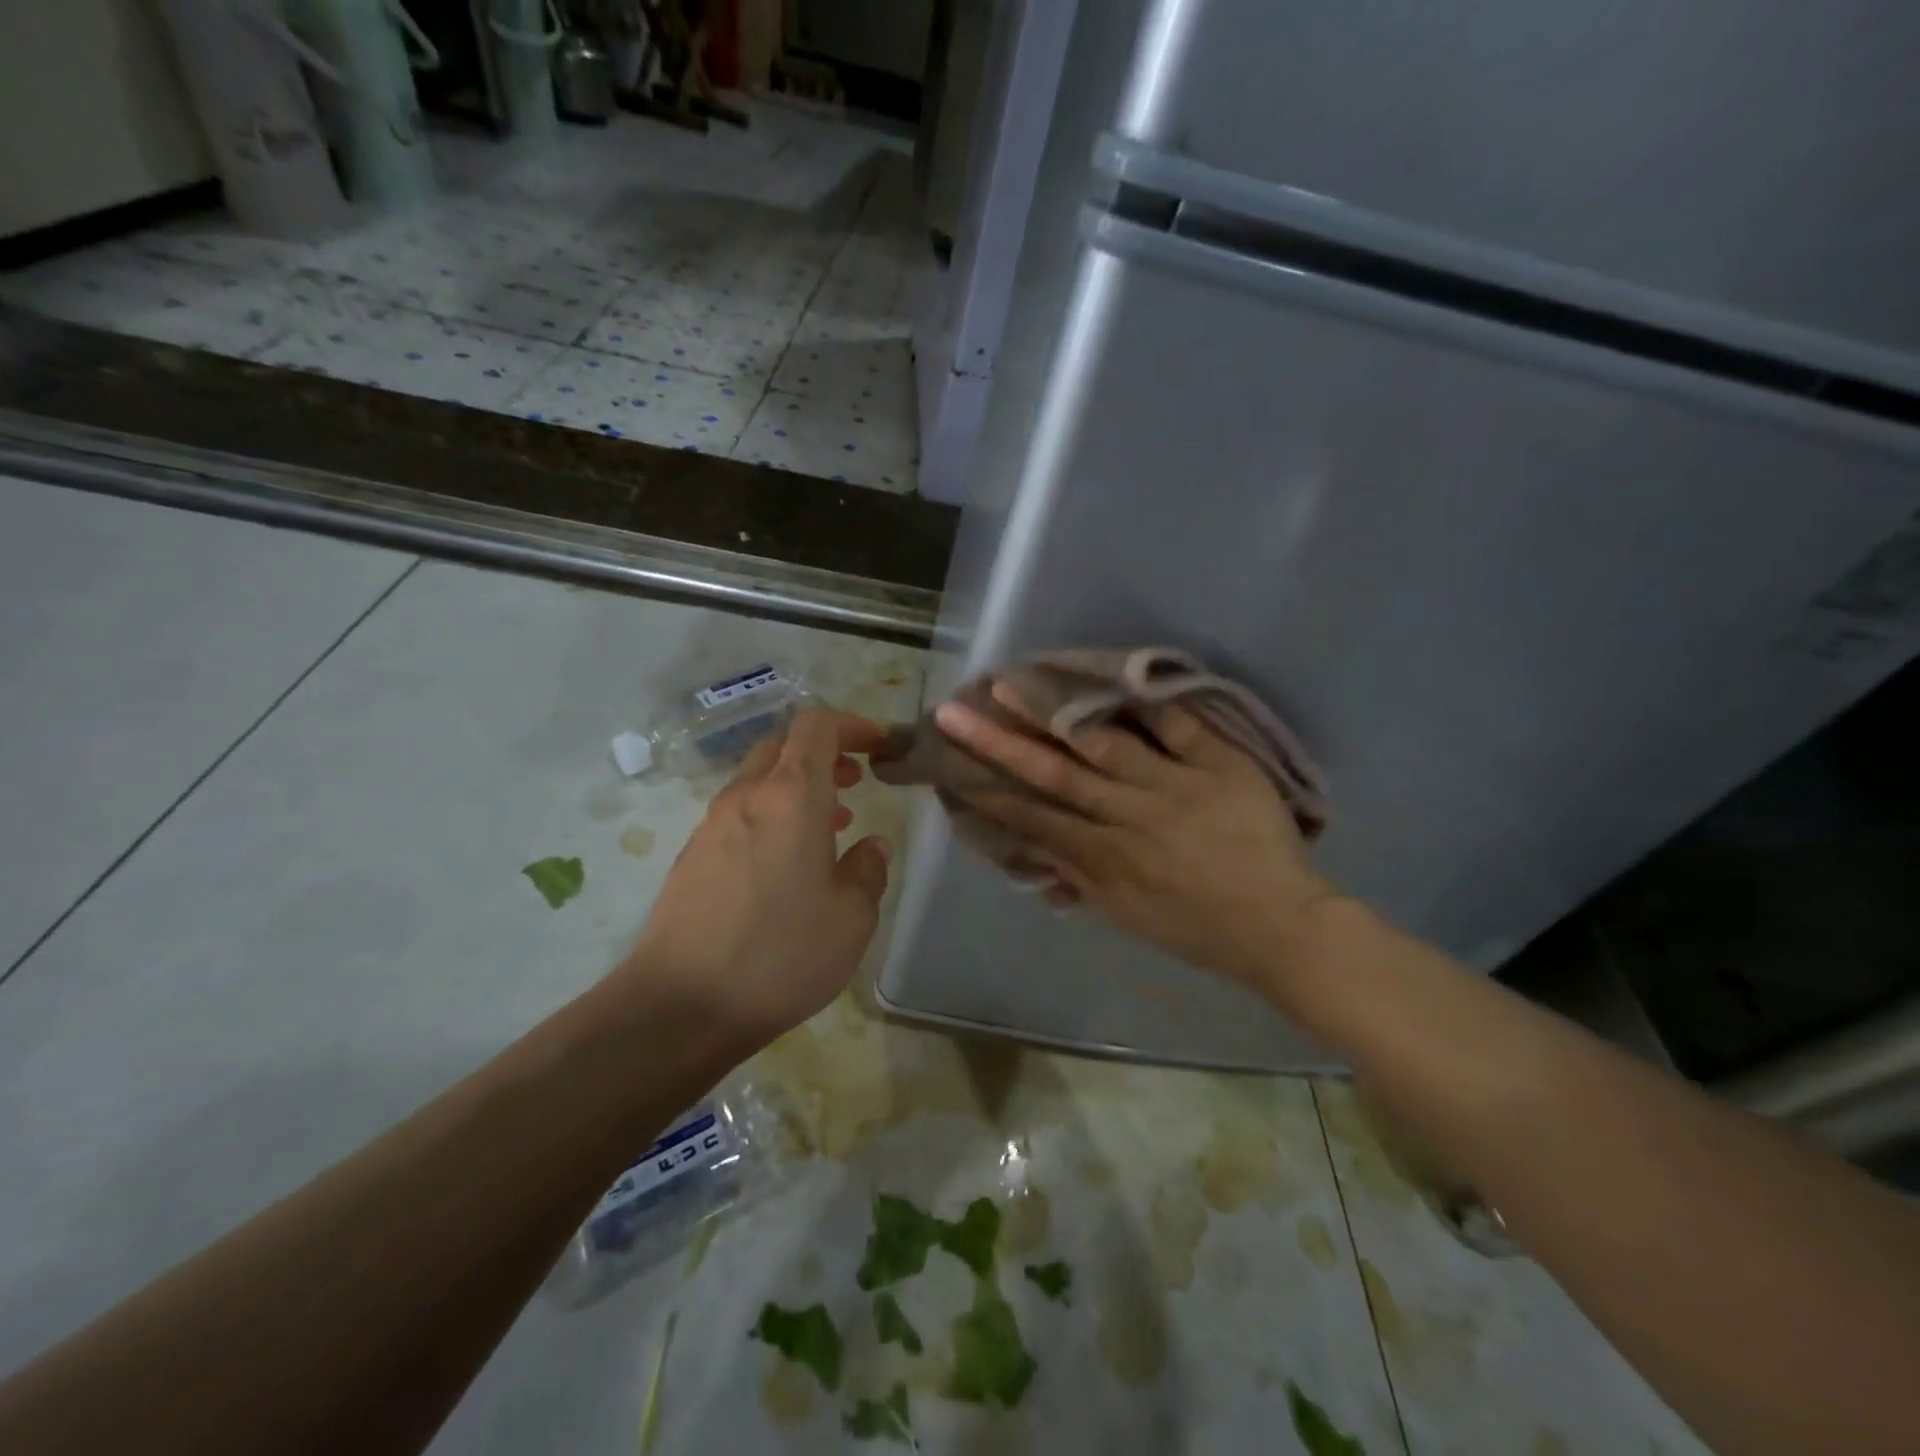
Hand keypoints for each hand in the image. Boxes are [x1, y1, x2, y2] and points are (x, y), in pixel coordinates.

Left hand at [613, 710, 891, 1050]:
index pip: (817, 726)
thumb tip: (871, 846)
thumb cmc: (779, 955)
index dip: (853, 725)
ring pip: (760, 779)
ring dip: (799, 787)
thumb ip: (869, 870)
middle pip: (784, 745)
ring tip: (833, 825)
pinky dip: (772, 815)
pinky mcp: (692, 856)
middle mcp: (747, 796)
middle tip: (856, 783)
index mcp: (792, 796)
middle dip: (825, 754)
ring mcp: (712, 824)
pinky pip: (740, 813)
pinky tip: (788, 864)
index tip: (880, 746)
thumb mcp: (852, 918)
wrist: (679, 1006)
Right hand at [933, 686, 1342, 991]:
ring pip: (1105, 743)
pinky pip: (1180, 727)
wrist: (1282, 927)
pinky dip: (1148, 702)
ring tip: (1014, 682)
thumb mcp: (1126, 915)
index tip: (954, 766)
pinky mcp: (1221, 766)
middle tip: (957, 713)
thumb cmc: (1197, 927)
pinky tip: (1111, 675)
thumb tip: (1030, 849)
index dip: (991, 792)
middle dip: (1001, 743)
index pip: (1036, 818)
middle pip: (1056, 775)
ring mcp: (1178, 786)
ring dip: (1054, 713)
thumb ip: (1077, 878)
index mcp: (1108, 859)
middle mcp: (1132, 817)